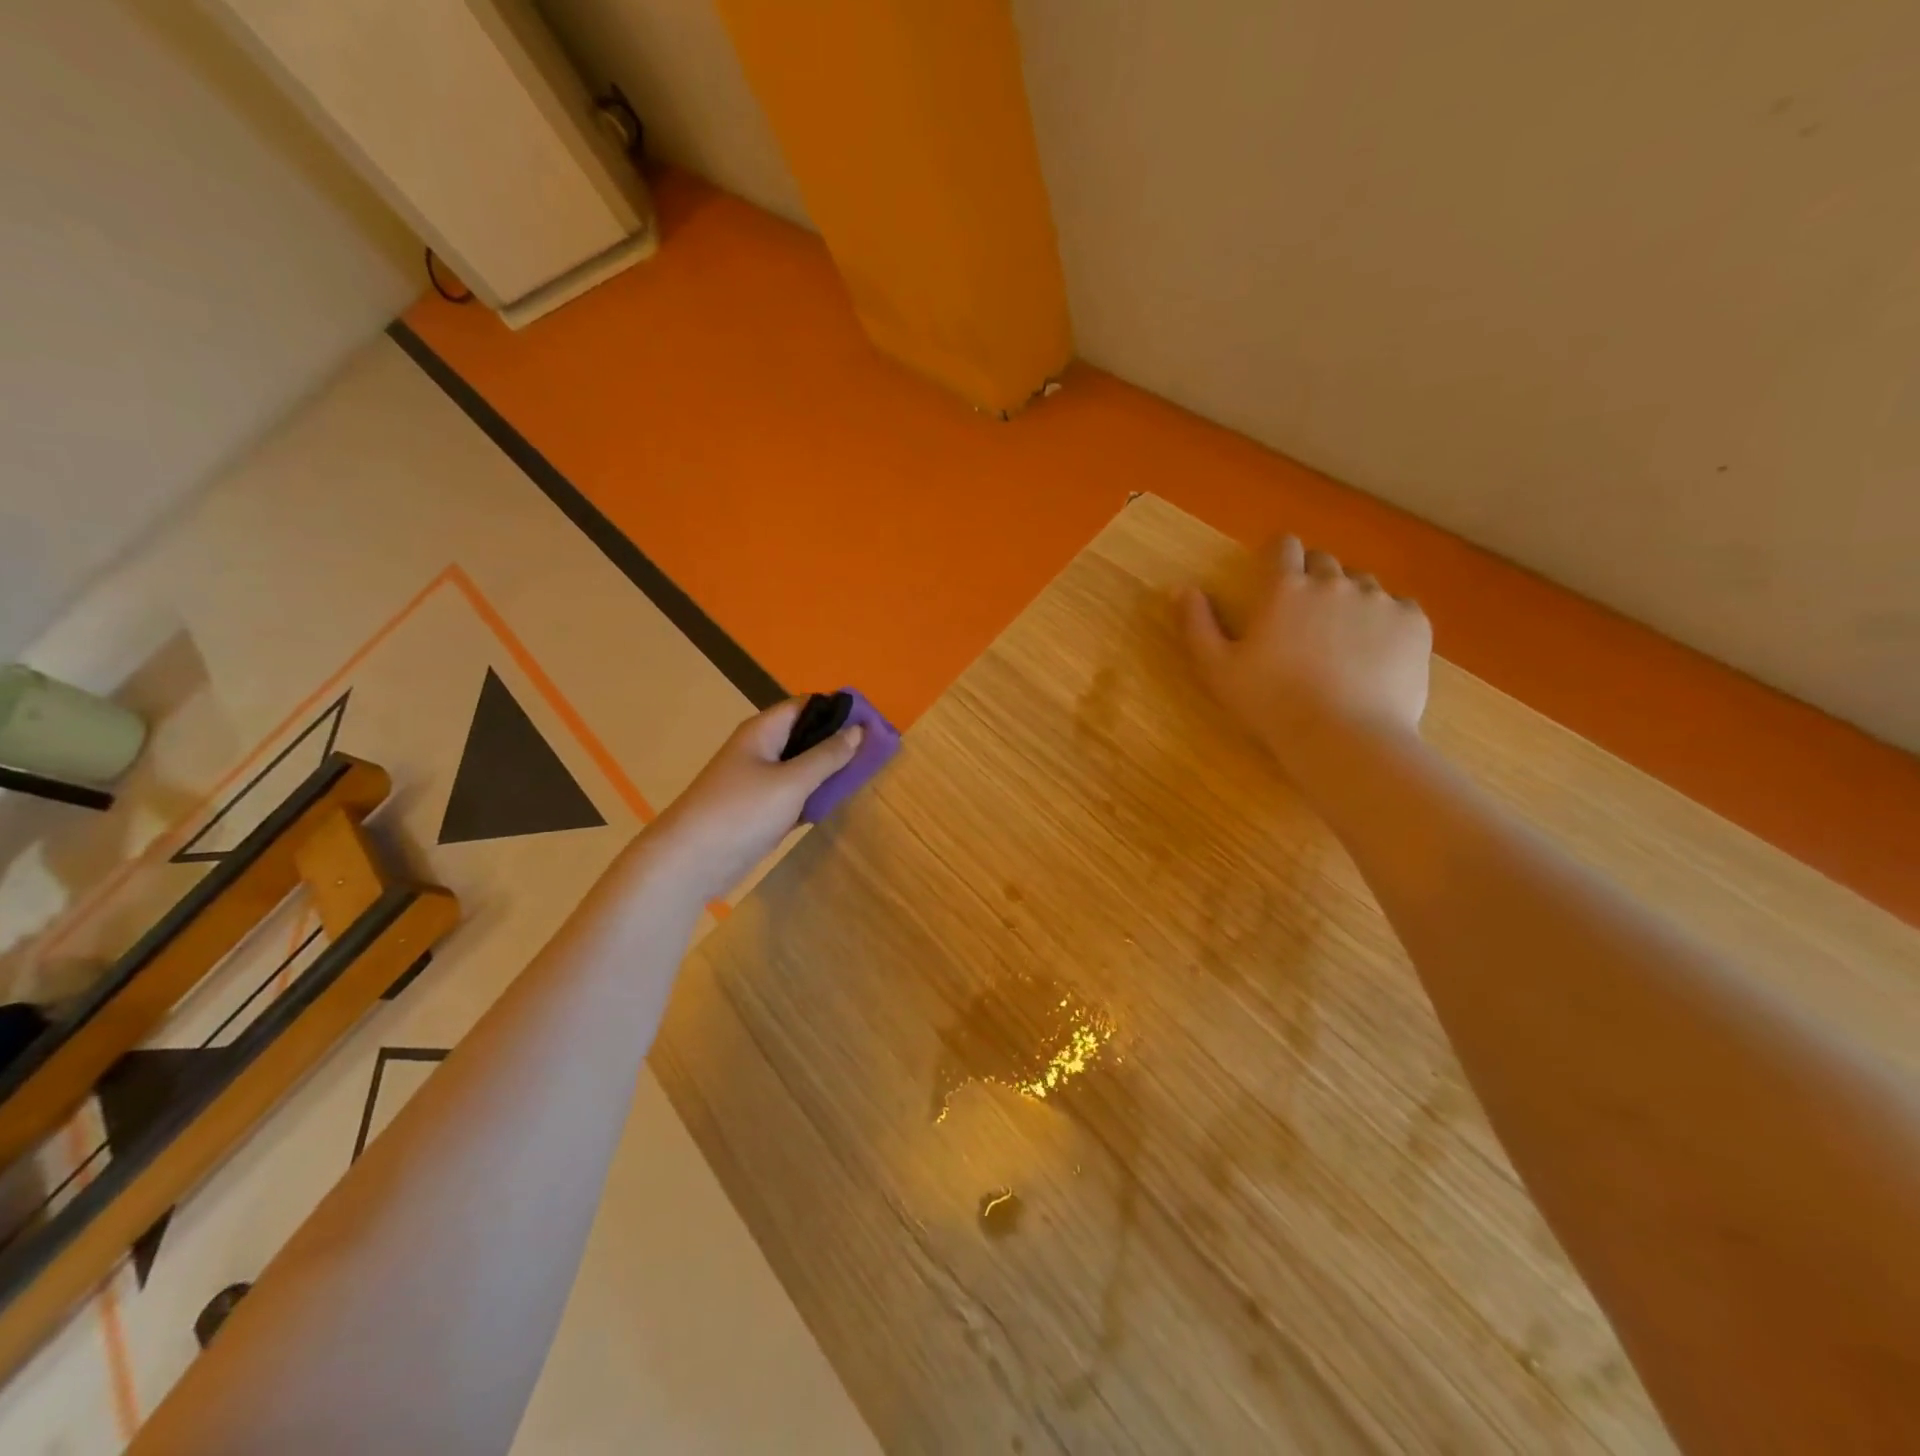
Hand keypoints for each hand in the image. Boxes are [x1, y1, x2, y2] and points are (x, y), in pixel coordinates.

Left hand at [642, 699, 862, 902]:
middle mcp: (761, 750)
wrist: (689, 862)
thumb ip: (826, 757)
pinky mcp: (759, 810)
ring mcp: (759, 782)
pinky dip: (814, 796)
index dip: (839, 710)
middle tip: (876, 752)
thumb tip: (858, 730)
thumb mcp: (791, 782)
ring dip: (828, 771)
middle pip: (805, 735)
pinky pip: (794, 794)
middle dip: (837, 741)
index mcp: (763, 731)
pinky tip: (837, 803)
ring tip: (865, 775)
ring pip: (801, 767)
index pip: (807, 706)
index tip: (874, 723)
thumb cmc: (740, 812)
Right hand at [1180, 536, 1431, 774]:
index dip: (1278, 556)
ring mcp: (1378, 599)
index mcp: (1284, 589)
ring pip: (1362, 583)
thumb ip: (1196, 624)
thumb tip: (1182, 588)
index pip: (1283, 546)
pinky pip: (1399, 606)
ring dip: (1349, 599)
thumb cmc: (1270, 703)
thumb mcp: (1217, 669)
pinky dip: (1386, 621)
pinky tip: (1375, 653)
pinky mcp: (1414, 622)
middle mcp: (1333, 582)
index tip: (1275, 577)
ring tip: (1342, 640)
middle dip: (1312, 579)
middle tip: (1304, 619)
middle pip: (1324, 561)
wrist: (1344, 738)